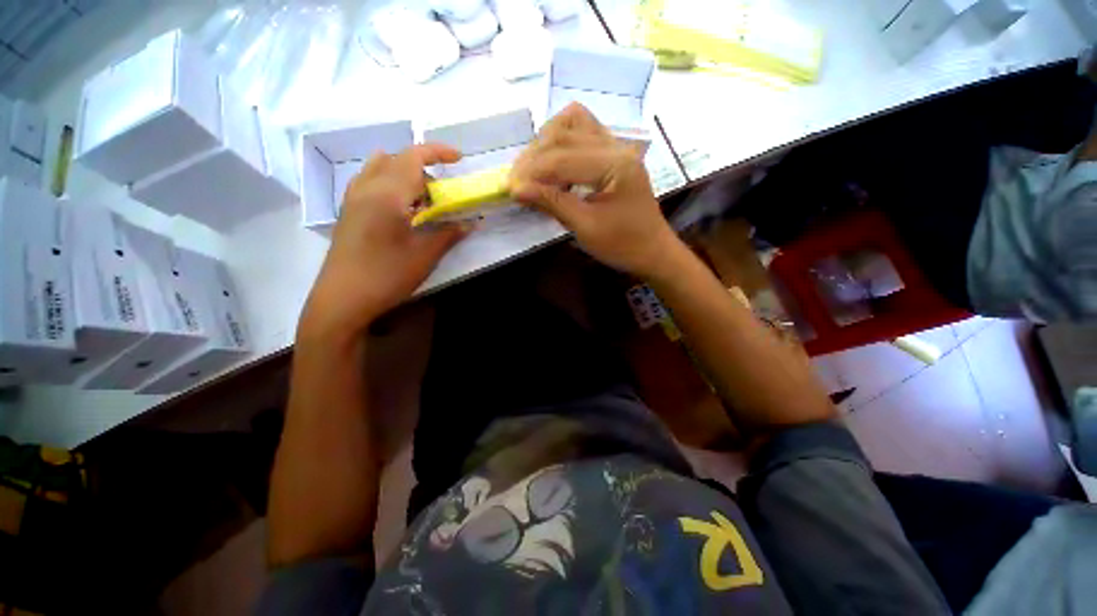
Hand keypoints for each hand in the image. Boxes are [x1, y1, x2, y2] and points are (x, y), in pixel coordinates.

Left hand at [300, 144, 467, 338]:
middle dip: (425, 167)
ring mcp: (353, 198)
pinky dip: (389, 182)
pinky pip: (369, 181)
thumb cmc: (386, 276)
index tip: (459, 159)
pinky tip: (400, 206)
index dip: (437, 152)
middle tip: (443, 193)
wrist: (342, 299)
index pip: (413, 157)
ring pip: (380, 168)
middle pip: (397, 159)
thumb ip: (449, 234)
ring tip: (422, 198)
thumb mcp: (425, 256)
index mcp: (387, 195)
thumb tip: (472, 222)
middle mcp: (366, 188)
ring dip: (405, 173)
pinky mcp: (348, 211)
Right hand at [509, 103, 682, 278]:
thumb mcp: (586, 229)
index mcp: (615, 164)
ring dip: (547, 142)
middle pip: (565, 132)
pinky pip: (582, 132)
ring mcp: (616, 146)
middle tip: (516, 180)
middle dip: (535, 155)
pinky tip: (552, 164)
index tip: (509, 188)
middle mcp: (617, 146)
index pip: (563, 159)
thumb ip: (553, 204)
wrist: (652, 251)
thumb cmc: (623, 245)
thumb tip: (517, 189)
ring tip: (531, 169)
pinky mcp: (613, 153)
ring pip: (573, 122)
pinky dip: (561, 143)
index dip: (532, 173)